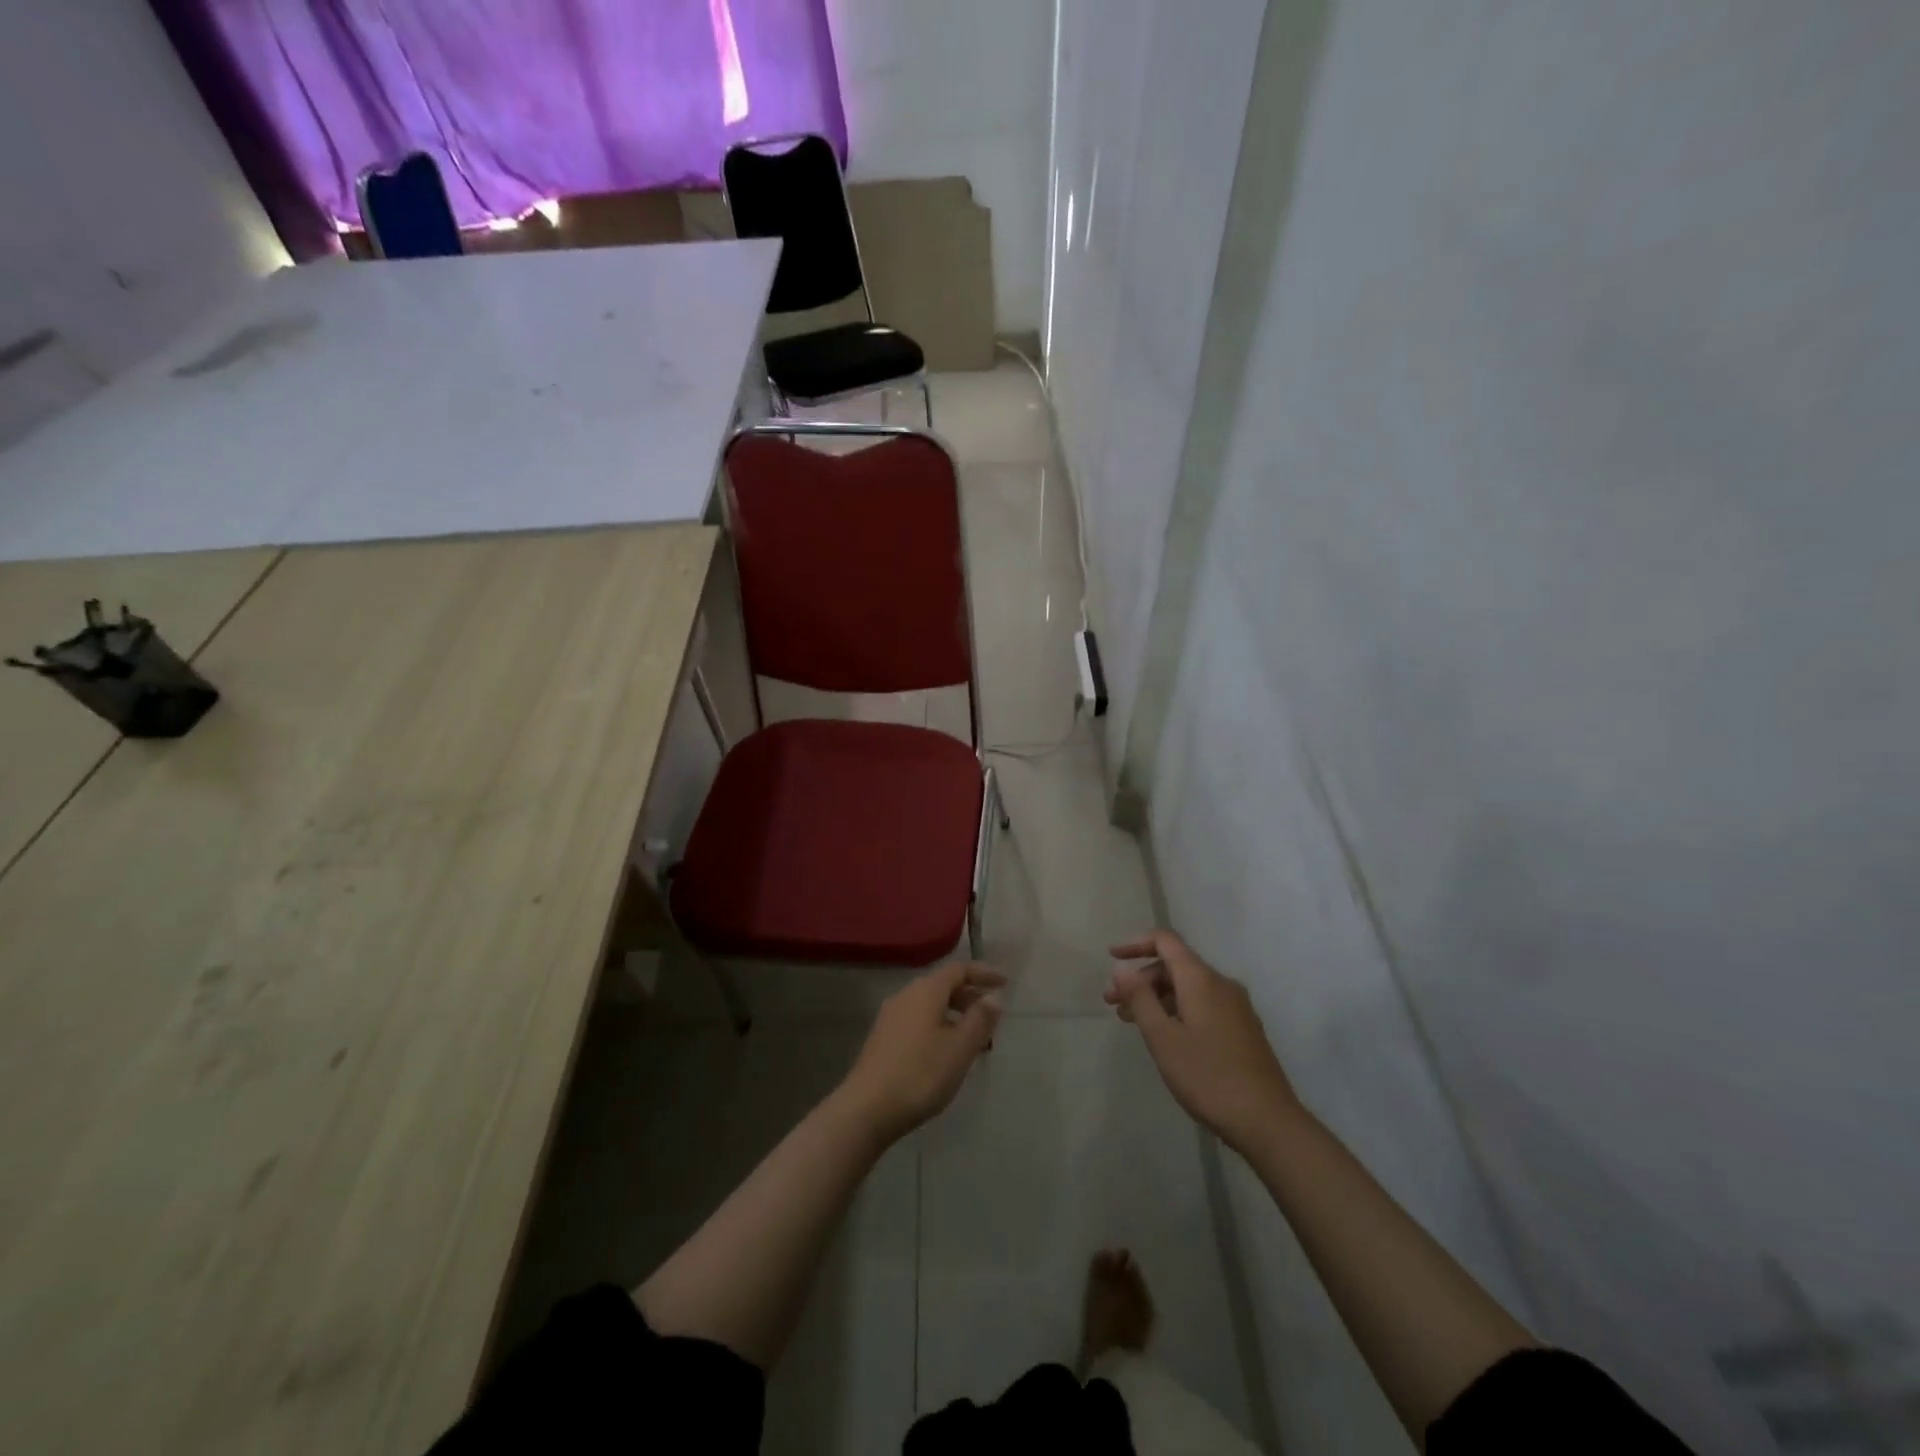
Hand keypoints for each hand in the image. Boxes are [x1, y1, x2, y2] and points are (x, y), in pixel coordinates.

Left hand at [840, 962, 1005, 1141]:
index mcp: (926, 991)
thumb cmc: (920, 1074)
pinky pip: (917, 1019)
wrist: (866, 1108)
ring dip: (953, 1012)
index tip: (1005, 983)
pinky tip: (944, 1050)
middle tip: (991, 1014)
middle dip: (969, 994)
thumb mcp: (960, 1048)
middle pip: (942, 984)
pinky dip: (937, 1024)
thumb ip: (980, 1020)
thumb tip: (993, 997)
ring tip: (972, 1036)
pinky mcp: (882, 1037)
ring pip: (929, 1003)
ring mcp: (890, 1016)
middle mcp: (906, 995)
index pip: (959, 969)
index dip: (983, 973)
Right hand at [1106, 930, 1299, 1153]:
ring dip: (1157, 997)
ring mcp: (1236, 1007)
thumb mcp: (1163, 1038)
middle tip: (1113, 1004)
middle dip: (1141, 978)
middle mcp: (1221, 984)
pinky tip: (1164, 1035)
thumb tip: (1122, 967)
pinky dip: (1176, 1009)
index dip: (1136, 944)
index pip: (1166, 941)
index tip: (1111, 958)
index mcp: (1201, 980)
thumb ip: (1140, 998)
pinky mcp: (1242, 1028)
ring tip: (1131, 1021)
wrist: (1268, 1122)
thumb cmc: (1208, 1077)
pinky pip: (1202, 1004)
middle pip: (1175, 965)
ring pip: (1188, 987)